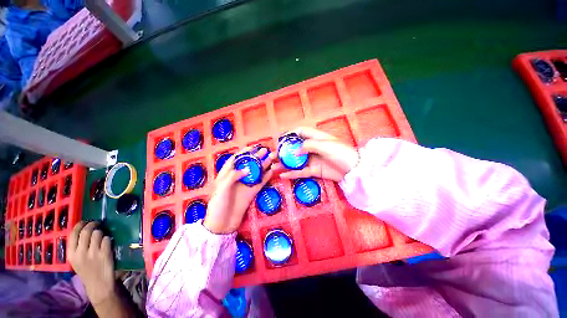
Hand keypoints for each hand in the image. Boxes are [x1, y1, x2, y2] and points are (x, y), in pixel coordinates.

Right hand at [68, 221, 114, 304]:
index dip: (80, 224)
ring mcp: (93, 253)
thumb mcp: (76, 260)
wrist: (99, 284)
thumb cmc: (87, 270)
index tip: (85, 221)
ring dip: (101, 232)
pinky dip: (108, 239)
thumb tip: (83, 229)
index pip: (73, 233)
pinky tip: (108, 242)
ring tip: (102, 235)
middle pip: (86, 231)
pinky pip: (107, 239)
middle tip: (97, 223)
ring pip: (98, 233)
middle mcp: (80, 253)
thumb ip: (77, 246)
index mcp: (71, 254)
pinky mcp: (105, 254)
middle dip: (93, 224)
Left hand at [204, 148, 275, 233]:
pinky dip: (266, 177)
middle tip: (265, 150)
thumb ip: (233, 176)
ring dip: (263, 165)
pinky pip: (260, 182)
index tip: (252, 147)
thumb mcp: (221, 189)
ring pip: (256, 172)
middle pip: (248, 164)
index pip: (235, 160)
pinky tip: (272, 171)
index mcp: (226, 175)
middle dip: (256, 157)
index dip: (243, 153)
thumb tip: (248, 169)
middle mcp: (237, 178)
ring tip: (271, 158)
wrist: (222, 225)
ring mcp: (246, 184)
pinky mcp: (252, 192)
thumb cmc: (218, 205)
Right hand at [273, 127, 358, 181]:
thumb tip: (294, 151)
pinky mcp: (314, 171)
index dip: (290, 134)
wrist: (353, 169)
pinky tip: (283, 175)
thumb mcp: (325, 145)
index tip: (280, 140)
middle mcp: (312, 148)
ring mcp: (312, 160)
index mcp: (316, 137)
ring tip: (273, 166)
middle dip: (283, 151)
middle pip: (294, 148)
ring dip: (284, 163)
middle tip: (272, 156)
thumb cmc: (341, 152)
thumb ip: (308, 145)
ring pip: (295, 161)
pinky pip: (300, 172)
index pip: (300, 132)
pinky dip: (292, 173)